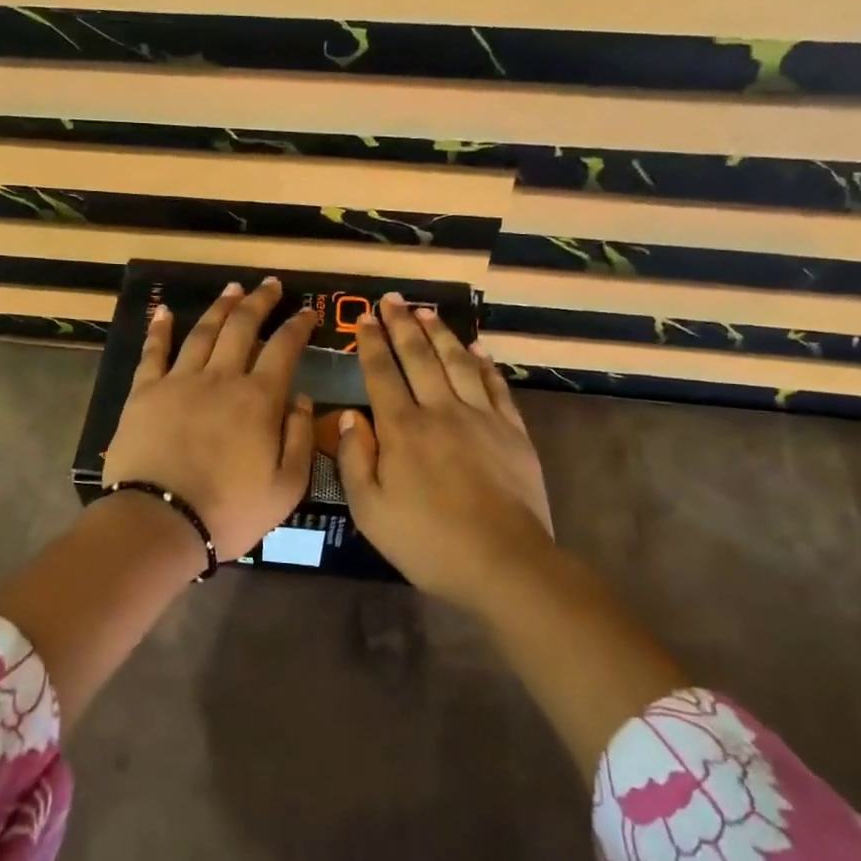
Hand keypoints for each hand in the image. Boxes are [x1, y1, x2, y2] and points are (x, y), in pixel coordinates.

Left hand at [102, 277, 316, 563]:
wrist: (160, 522)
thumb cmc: (229, 511)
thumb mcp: (286, 486)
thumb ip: (300, 438)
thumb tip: (302, 397)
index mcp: (258, 399)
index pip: (283, 349)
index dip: (298, 326)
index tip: (307, 310)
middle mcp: (220, 378)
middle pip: (242, 327)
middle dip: (260, 301)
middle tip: (270, 284)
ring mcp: (179, 382)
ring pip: (203, 332)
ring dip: (220, 307)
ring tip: (232, 288)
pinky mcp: (144, 393)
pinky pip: (153, 352)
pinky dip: (160, 329)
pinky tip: (164, 311)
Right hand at [336, 293, 556, 611]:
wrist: (503, 561)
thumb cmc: (427, 542)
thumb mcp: (370, 511)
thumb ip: (354, 460)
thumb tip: (348, 417)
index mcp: (402, 430)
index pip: (381, 374)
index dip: (371, 343)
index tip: (363, 317)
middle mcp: (440, 411)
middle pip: (419, 357)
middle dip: (402, 325)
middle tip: (392, 299)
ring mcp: (481, 418)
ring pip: (457, 363)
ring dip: (440, 334)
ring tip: (426, 311)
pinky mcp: (512, 432)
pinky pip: (495, 386)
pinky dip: (484, 364)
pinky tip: (477, 349)